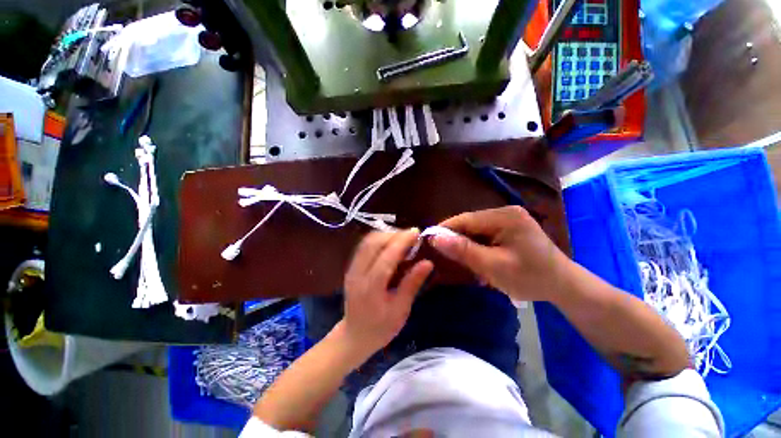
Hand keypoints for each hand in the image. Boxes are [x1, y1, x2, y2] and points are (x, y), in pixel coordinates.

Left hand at [342, 229, 433, 353]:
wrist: (354, 336)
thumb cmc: (381, 328)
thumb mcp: (401, 310)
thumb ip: (412, 284)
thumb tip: (428, 262)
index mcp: (371, 287)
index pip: (387, 256)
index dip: (402, 241)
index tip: (416, 232)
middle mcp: (358, 273)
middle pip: (374, 243)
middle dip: (394, 234)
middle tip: (411, 236)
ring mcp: (351, 269)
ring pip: (367, 241)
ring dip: (386, 235)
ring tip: (403, 239)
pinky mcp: (351, 267)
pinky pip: (364, 246)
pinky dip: (379, 240)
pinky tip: (390, 244)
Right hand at [430, 206, 571, 301]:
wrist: (564, 286)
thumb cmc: (530, 278)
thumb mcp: (493, 266)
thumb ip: (463, 250)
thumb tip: (435, 237)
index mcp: (505, 217)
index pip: (465, 219)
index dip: (445, 230)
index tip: (429, 242)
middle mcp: (506, 212)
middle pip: (470, 223)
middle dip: (457, 240)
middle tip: (448, 258)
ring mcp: (509, 218)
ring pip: (476, 229)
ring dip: (468, 244)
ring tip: (464, 261)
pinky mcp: (510, 227)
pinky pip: (485, 233)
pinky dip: (478, 246)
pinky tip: (479, 258)